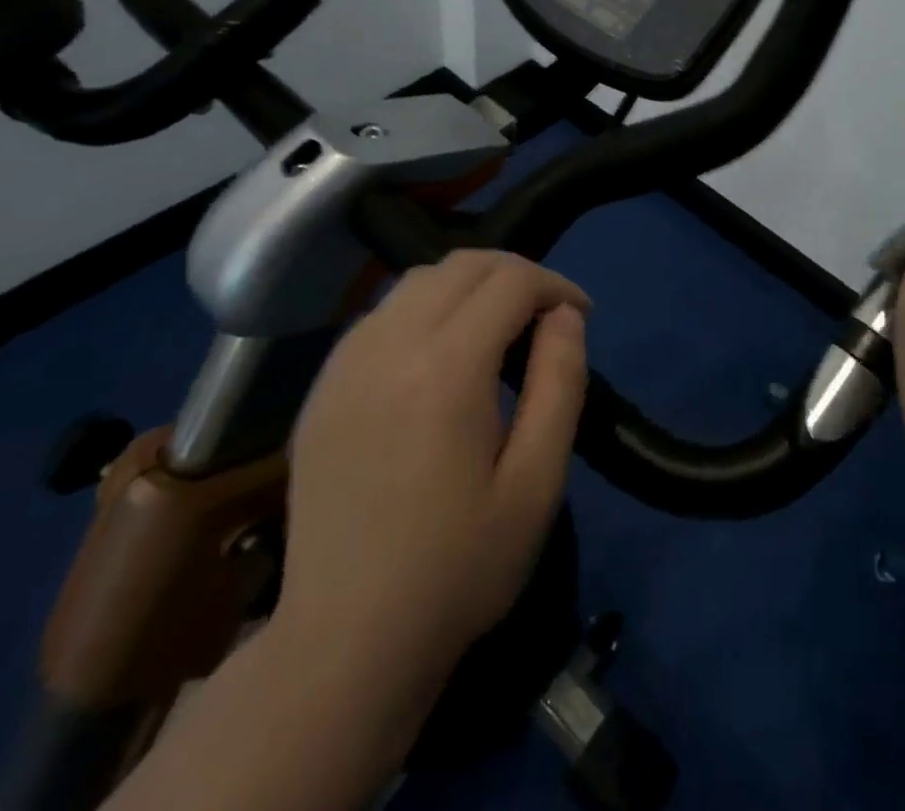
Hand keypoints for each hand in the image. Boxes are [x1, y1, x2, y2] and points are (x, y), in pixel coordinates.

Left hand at [273, 250, 590, 697]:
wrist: (345, 640)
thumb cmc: (458, 567)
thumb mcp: (537, 482)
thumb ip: (560, 383)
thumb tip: (565, 317)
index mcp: (445, 368)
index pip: (510, 281)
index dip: (557, 285)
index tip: (581, 317)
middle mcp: (388, 344)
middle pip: (463, 264)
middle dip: (516, 274)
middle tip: (546, 315)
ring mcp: (346, 360)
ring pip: (419, 279)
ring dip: (469, 286)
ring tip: (498, 329)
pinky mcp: (323, 383)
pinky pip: (383, 312)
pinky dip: (426, 308)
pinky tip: (441, 354)